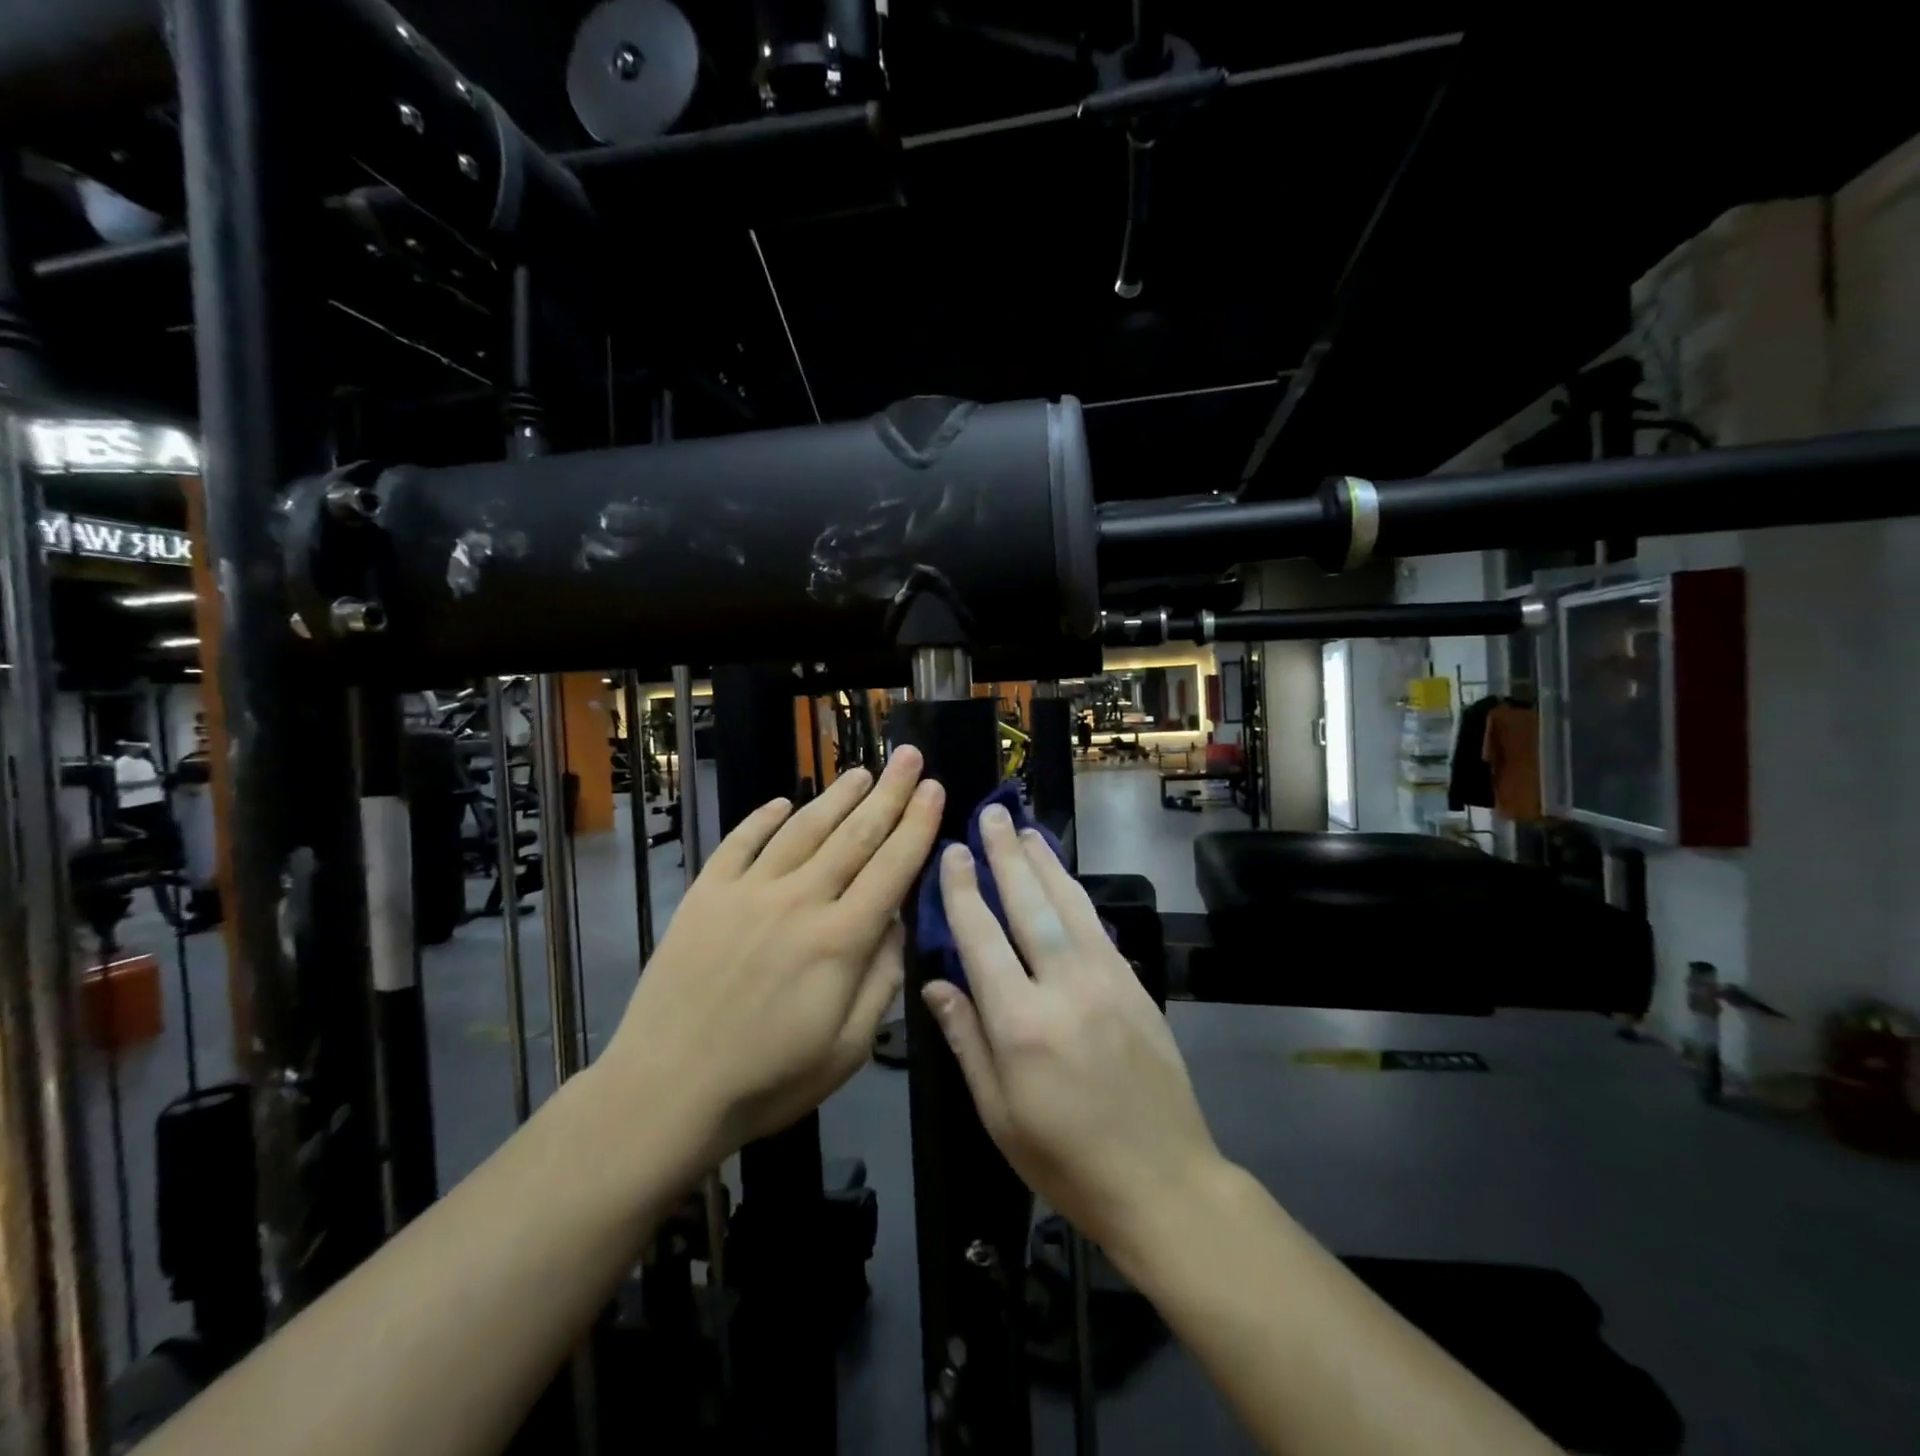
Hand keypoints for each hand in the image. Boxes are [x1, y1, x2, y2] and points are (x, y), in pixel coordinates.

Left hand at [605, 747, 942, 1157]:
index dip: (917, 825)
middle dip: (889, 793)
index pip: (892, 868)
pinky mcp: (706, 895)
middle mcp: (799, 901)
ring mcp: (748, 892)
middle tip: (909, 756)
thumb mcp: (848, 1048)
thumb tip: (897, 923)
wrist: (665, 1092)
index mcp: (840, 940)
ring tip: (861, 772)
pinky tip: (782, 802)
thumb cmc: (767, 1080)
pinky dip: (763, 819)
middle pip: (854, 835)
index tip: (934, 788)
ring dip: (836, 797)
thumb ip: (881, 979)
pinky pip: (740, 843)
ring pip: (802, 829)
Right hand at [924, 805, 1220, 1253]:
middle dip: (1005, 855)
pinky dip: (1075, 893)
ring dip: (1044, 862)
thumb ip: (966, 1040)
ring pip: (1069, 904)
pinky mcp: (1134, 985)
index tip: (951, 853)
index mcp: (1020, 1025)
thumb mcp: (998, 1114)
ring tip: (1024, 829)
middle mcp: (1064, 988)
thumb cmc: (1064, 1160)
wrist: (1163, 1182)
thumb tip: (935, 983)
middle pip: (1029, 904)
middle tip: (991, 814)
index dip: (963, 891)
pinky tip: (1062, 877)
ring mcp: (1107, 981)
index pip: (982, 938)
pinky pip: (1098, 925)